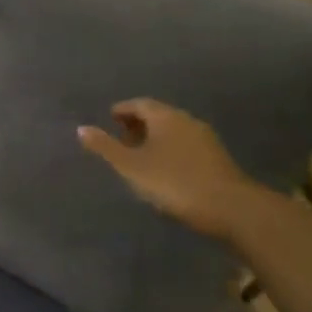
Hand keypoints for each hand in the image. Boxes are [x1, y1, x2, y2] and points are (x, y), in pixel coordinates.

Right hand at [77, 99, 268, 239]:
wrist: (230, 207)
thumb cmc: (173, 182)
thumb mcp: (130, 167)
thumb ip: (105, 147)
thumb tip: (81, 128)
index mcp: (165, 117)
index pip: (140, 104)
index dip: (122, 110)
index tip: (110, 119)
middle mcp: (187, 120)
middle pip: (158, 115)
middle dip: (138, 123)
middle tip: (121, 138)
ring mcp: (205, 139)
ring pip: (173, 130)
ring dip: (155, 138)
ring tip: (139, 156)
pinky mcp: (217, 158)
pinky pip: (185, 145)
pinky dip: (169, 149)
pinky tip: (163, 169)